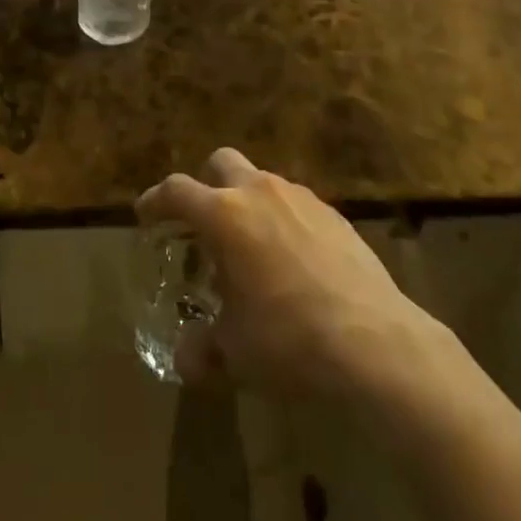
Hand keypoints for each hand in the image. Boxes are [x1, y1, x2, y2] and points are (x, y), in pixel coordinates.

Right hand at [138, 148, 452, 397]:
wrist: (374, 341)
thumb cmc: (289, 341)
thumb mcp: (234, 354)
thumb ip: (201, 350)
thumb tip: (185, 358)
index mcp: (224, 216)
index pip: (176, 191)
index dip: (155, 200)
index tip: (146, 214)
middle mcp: (259, 192)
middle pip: (221, 162)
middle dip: (206, 184)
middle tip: (203, 223)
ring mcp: (300, 198)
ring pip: (261, 181)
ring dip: (247, 203)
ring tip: (251, 248)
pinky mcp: (334, 213)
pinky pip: (295, 204)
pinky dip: (283, 220)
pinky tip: (293, 261)